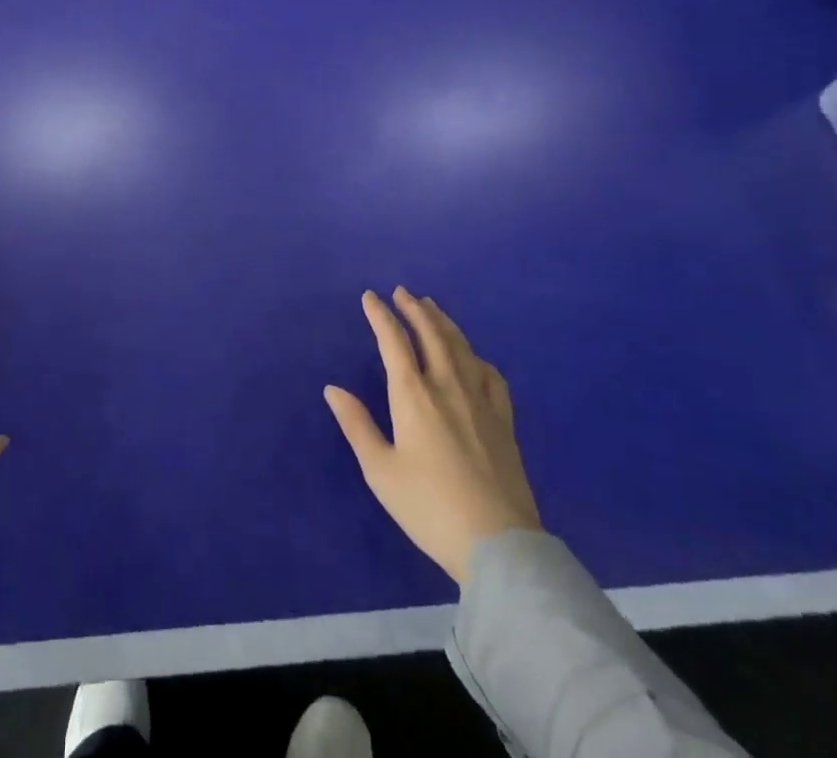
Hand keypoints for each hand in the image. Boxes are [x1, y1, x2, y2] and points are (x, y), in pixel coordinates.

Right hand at [324, 287, 540, 584]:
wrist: (497, 544)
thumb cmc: (428, 507)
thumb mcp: (380, 471)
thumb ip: (356, 425)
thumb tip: (332, 388)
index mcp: (413, 395)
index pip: (394, 342)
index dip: (380, 316)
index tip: (370, 297)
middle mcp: (447, 387)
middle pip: (431, 335)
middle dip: (414, 309)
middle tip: (402, 292)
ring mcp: (480, 402)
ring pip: (461, 348)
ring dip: (444, 323)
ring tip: (432, 307)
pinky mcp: (504, 422)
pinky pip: (491, 376)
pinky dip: (476, 357)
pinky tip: (473, 357)